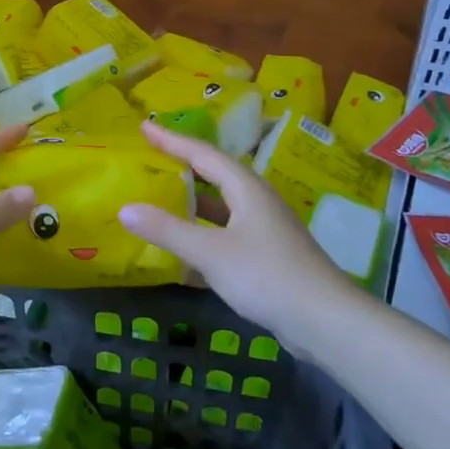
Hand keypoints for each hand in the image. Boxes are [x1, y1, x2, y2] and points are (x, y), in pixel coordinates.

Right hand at [117, 122, 356, 343]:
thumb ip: (167, 230)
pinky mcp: (267, 255)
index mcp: (247, 188)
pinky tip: (185, 249)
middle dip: (183, 165)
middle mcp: (257, 202)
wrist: (324, 320)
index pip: (203, 154)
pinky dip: (203, 234)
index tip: (145, 128)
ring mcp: (265, 229)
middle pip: (215, 175)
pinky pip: (227, 233)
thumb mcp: (210, 252)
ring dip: (193, 201)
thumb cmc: (266, 276)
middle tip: (151, 158)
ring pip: (222, 206)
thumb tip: (125, 208)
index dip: (172, 140)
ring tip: (162, 197)